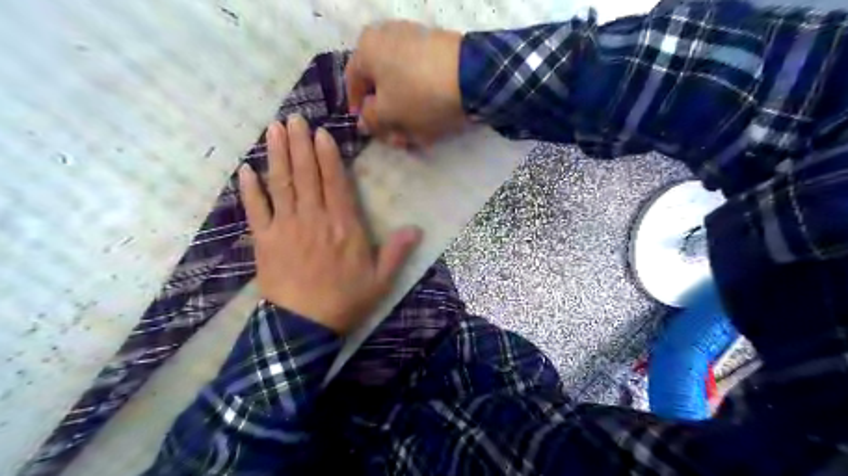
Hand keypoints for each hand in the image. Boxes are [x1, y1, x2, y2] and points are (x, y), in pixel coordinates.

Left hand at [236, 115, 422, 334]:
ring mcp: (286, 227)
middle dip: (300, 144)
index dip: (327, 155)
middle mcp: (314, 219)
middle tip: (294, 119)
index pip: (335, 182)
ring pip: (281, 184)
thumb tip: (416, 229)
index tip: (320, 132)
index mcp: (344, 226)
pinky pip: (255, 209)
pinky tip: (246, 169)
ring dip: (277, 155)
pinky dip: (250, 189)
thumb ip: (397, 252)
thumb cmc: (345, 301)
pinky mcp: (264, 240)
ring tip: (274, 129)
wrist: (303, 327)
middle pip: (306, 175)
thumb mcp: (380, 280)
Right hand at [342, 20, 463, 146]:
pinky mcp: (440, 51)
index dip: (357, 110)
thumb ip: (370, 119)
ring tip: (417, 138)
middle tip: (397, 140)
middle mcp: (388, 37)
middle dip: (387, 118)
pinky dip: (423, 104)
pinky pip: (423, 81)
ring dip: (406, 115)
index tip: (368, 130)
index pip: (352, 82)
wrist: (472, 76)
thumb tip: (364, 121)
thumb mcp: (387, 113)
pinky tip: (432, 125)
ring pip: (404, 86)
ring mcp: (417, 42)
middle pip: (381, 85)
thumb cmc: (418, 95)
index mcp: (368, 47)